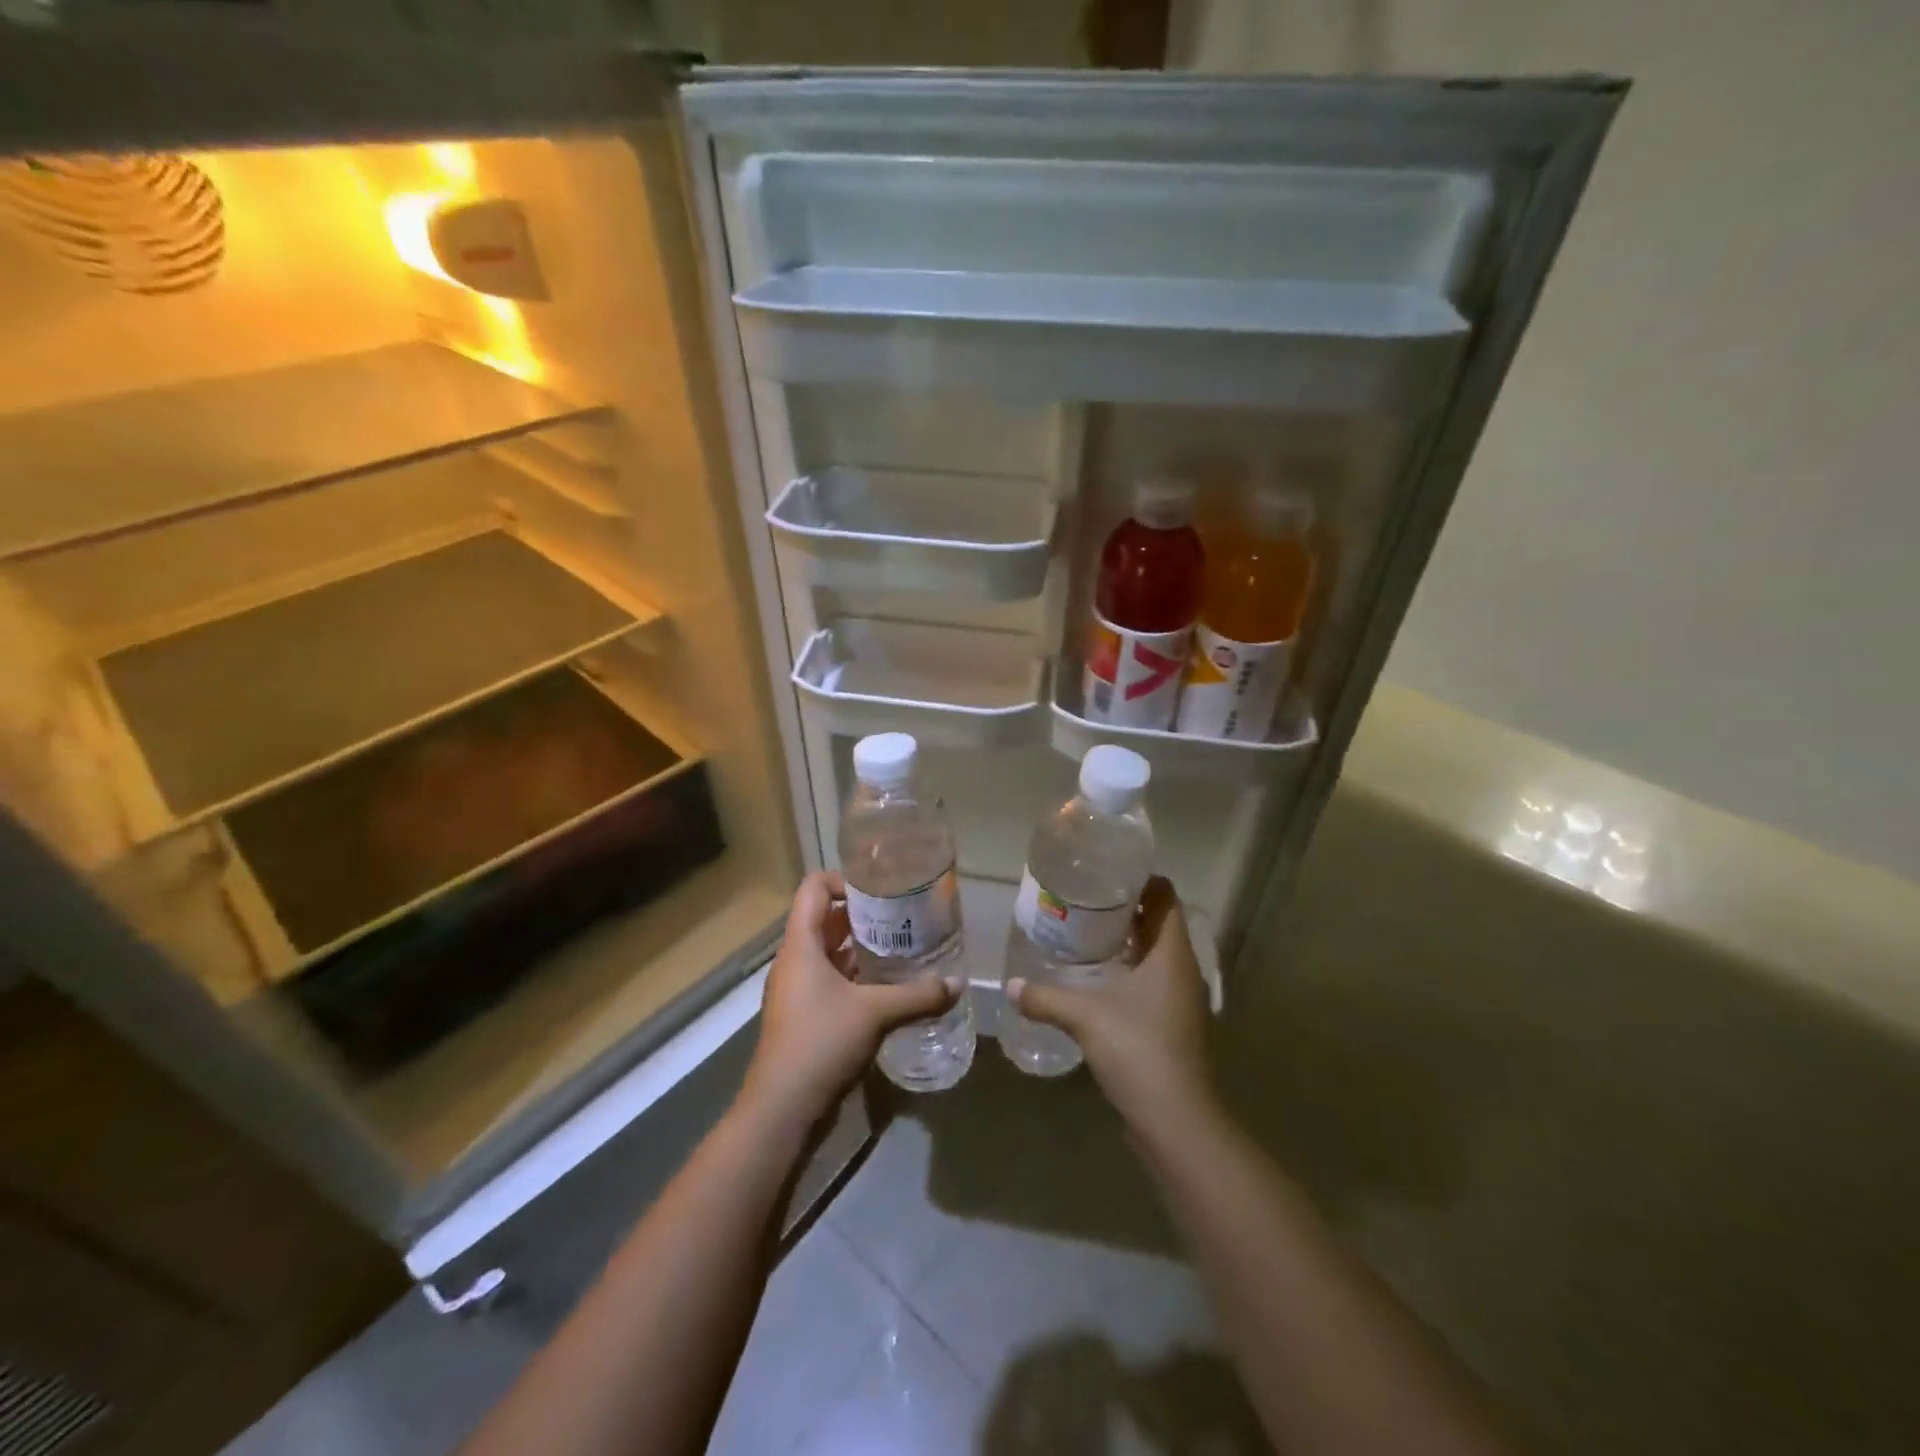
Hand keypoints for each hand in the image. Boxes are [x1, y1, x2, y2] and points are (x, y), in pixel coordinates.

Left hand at [743, 870, 959, 1127]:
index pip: (814, 887)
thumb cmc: (821, 1042)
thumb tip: (959, 984)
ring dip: (861, 947)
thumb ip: (919, 995)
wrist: (782, 1109)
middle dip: (863, 914)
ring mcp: (797, 989)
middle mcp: (794, 960)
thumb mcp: (875, 1013)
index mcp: (801, 944)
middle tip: (903, 916)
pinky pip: (830, 980)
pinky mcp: (804, 1016)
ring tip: (902, 947)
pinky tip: (888, 987)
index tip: (881, 890)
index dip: (845, 880)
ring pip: (829, 952)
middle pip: (825, 918)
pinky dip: (856, 976)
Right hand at [1007, 876, 1215, 1138]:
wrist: (1175, 1119)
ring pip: (1157, 954)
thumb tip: (1012, 987)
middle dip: (1128, 908)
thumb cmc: (1137, 1050)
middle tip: (1087, 900)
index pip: (1166, 897)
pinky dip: (1131, 970)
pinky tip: (1100, 979)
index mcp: (1172, 954)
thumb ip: (1046, 998)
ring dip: (1129, 941)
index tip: (1107, 874)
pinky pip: (1154, 980)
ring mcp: (1182, 998)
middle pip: (1160, 923)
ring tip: (1087, 933)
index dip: (1142, 880)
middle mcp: (1183, 969)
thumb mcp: (1085, 1017)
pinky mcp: (1174, 1023)